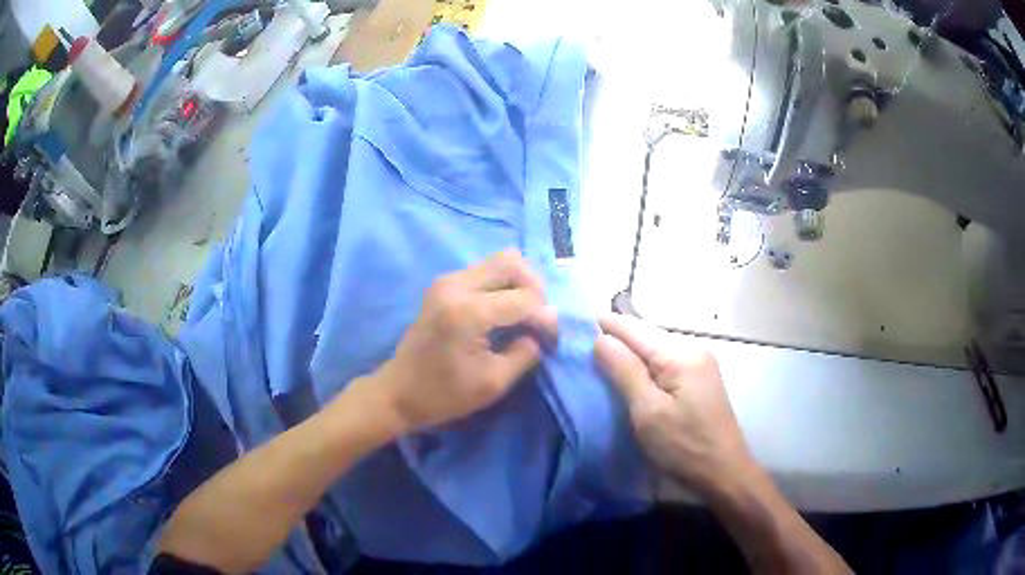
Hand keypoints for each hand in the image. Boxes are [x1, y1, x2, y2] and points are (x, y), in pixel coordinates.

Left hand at [373, 250, 557, 433]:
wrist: (398, 392)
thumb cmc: (444, 394)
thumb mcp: (494, 383)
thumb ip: (525, 353)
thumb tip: (540, 332)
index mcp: (467, 311)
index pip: (524, 299)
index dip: (546, 318)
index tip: (552, 340)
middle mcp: (456, 285)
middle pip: (512, 262)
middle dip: (535, 289)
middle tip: (540, 319)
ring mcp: (447, 281)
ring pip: (499, 262)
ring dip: (520, 284)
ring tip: (525, 314)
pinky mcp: (443, 285)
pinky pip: (485, 271)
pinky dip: (504, 285)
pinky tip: (506, 311)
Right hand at [594, 313, 751, 494]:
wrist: (723, 472)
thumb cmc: (683, 446)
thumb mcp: (648, 411)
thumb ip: (624, 371)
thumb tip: (601, 339)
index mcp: (680, 355)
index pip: (634, 329)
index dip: (605, 324)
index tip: (574, 323)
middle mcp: (692, 349)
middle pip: (646, 335)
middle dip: (615, 336)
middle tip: (580, 342)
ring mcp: (699, 363)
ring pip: (655, 348)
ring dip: (628, 351)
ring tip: (598, 356)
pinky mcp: (699, 379)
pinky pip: (665, 362)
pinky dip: (644, 364)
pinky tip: (628, 372)